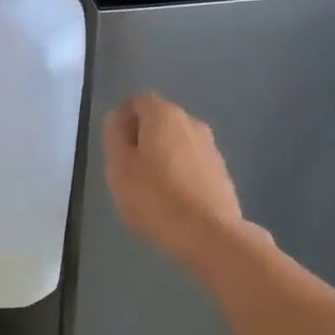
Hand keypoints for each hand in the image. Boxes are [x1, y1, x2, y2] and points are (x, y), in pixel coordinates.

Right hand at [102, 92, 252, 267]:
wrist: (209, 234)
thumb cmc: (155, 199)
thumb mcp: (119, 168)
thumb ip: (114, 137)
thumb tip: (116, 119)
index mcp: (163, 115)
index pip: (137, 100)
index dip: (122, 117)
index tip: (113, 144)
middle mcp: (191, 122)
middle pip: (159, 118)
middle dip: (141, 135)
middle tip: (126, 167)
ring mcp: (210, 146)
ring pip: (177, 140)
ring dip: (161, 154)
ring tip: (148, 185)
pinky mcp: (221, 170)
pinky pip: (191, 161)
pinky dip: (178, 170)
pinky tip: (171, 197)